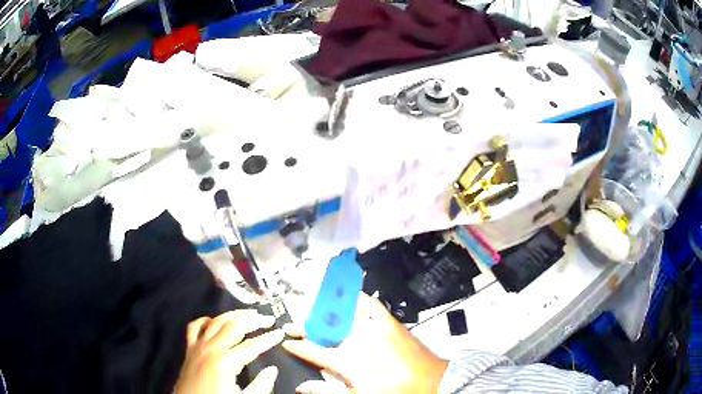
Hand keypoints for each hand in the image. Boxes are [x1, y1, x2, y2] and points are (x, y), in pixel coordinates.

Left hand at [174, 310, 284, 393]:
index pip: (251, 346)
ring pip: (215, 321)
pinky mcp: (189, 349)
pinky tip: (215, 322)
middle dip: (253, 320)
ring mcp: (197, 346)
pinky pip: (195, 327)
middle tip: (268, 318)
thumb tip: (272, 369)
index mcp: (225, 363)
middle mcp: (210, 348)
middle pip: (233, 327)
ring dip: (232, 315)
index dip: (268, 339)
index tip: (281, 332)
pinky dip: (206, 321)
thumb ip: (261, 385)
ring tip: (247, 314)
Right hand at [282, 294, 447, 393]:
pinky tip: (348, 296)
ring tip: (310, 309)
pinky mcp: (391, 323)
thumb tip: (302, 387)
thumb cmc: (394, 392)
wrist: (431, 382)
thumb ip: (327, 390)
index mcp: (349, 362)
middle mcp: (359, 341)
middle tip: (292, 324)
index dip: (298, 345)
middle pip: (325, 330)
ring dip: (325, 311)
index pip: (315, 351)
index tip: (286, 341)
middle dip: (305, 326)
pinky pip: (372, 305)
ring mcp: (375, 329)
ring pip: (343, 315)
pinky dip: (358, 299)